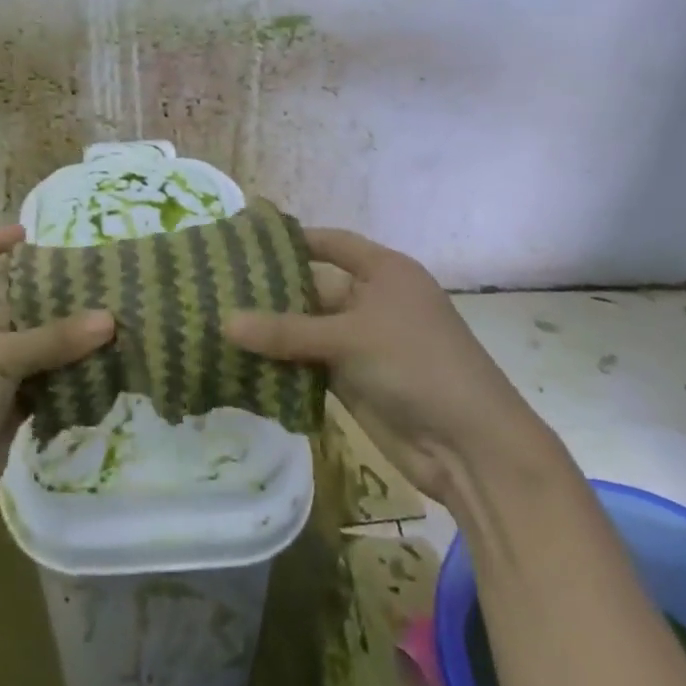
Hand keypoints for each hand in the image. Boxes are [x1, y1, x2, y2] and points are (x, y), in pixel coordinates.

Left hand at [0, 225, 113, 527]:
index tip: (25, 237)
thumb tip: (110, 318)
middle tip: (93, 289)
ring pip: (26, 351)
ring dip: (60, 344)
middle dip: (43, 301)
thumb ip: (54, 339)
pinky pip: (37, 388)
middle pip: (4, 308)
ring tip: (108, 327)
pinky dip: (62, 382)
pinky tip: (99, 372)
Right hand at [225, 228, 547, 502]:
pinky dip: (281, 364)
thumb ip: (285, 331)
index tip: (244, 238)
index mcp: (385, 272)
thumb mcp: (349, 338)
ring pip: (307, 329)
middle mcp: (372, 302)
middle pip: (314, 287)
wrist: (469, 447)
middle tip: (217, 286)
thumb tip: (224, 322)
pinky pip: (309, 364)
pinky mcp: (354, 381)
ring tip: (217, 321)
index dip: (293, 240)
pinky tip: (241, 361)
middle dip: (270, 290)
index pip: (332, 243)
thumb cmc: (417, 366)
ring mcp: (363, 343)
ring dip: (271, 331)